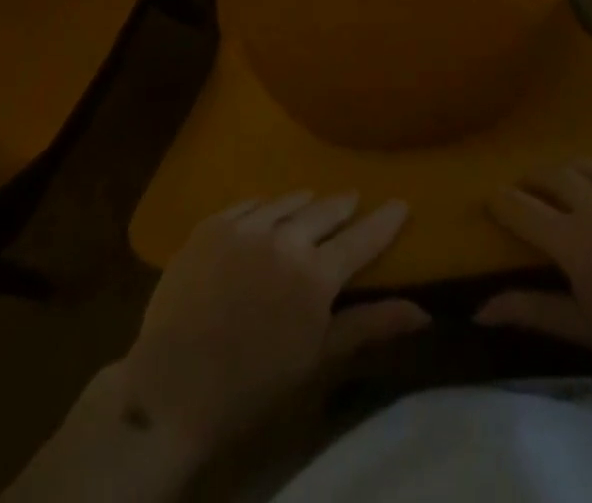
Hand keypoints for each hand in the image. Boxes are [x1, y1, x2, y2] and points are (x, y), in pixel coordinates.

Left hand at [120, 192, 428, 451]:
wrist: (170, 390)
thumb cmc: (252, 386)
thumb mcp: (317, 360)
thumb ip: (368, 326)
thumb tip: (421, 310)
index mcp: (315, 274)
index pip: (361, 238)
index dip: (385, 220)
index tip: (401, 202)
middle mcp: (285, 238)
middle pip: (325, 210)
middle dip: (344, 206)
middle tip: (354, 201)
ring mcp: (245, 227)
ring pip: (287, 202)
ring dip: (305, 204)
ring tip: (312, 203)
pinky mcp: (212, 225)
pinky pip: (249, 204)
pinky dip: (266, 206)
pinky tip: (267, 211)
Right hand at [475, 156, 591, 389]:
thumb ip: (535, 311)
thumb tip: (480, 308)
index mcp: (574, 239)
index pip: (519, 207)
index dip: (501, 202)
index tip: (492, 200)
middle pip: (548, 174)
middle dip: (534, 183)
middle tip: (533, 197)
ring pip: (584, 163)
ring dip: (573, 177)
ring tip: (578, 194)